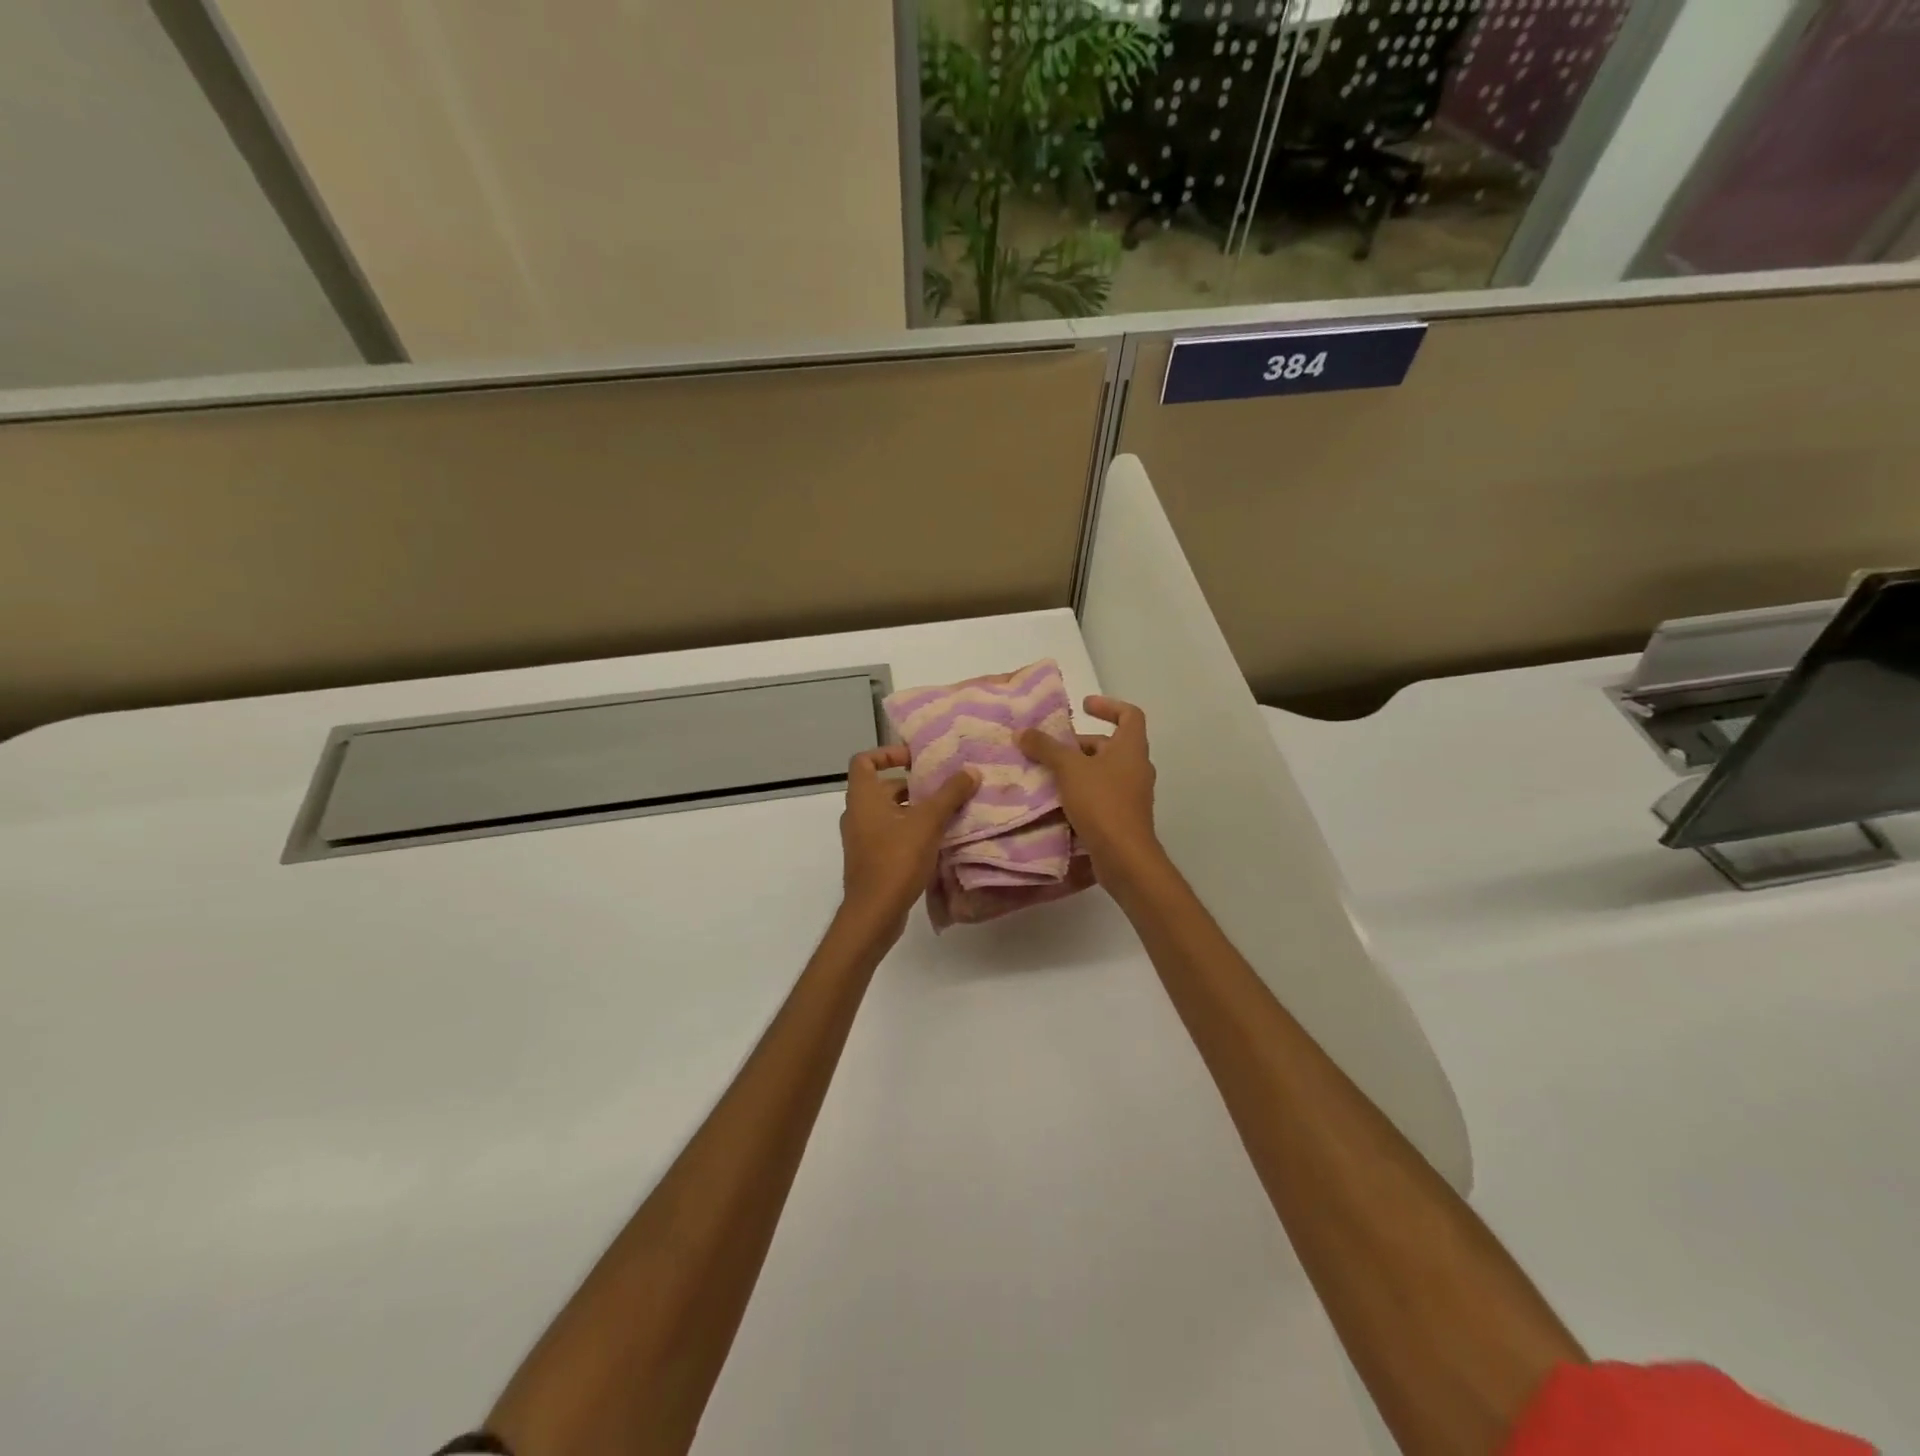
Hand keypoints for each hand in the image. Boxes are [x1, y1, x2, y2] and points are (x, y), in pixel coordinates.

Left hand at [838, 746, 978, 939]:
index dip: (888, 754)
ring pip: (889, 813)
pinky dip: (910, 831)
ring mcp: (861, 839)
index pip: (864, 760)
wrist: (874, 913)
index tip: (915, 760)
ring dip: (915, 810)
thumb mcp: (928, 822)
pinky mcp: (870, 860)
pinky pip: (890, 834)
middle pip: (882, 787)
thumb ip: (950, 794)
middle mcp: (857, 814)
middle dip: (913, 785)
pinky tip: (937, 840)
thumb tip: (971, 771)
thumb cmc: (896, 859)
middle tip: (943, 787)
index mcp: (863, 797)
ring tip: (947, 813)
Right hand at [1018, 695, 1160, 884]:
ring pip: (1104, 771)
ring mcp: (1133, 793)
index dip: (1108, 705)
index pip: (1129, 714)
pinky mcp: (1124, 816)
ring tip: (1049, 772)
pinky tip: (1057, 800)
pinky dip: (1082, 791)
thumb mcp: (1069, 769)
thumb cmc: (1102, 802)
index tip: (1084, 706)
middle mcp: (1136, 767)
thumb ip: (1046, 748)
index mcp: (1131, 748)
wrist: (1124, 856)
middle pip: (1111, 744)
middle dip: (1081, 743)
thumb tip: (1023, 731)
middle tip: (1052, 747)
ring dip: (1079, 768)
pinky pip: (1102, 794)